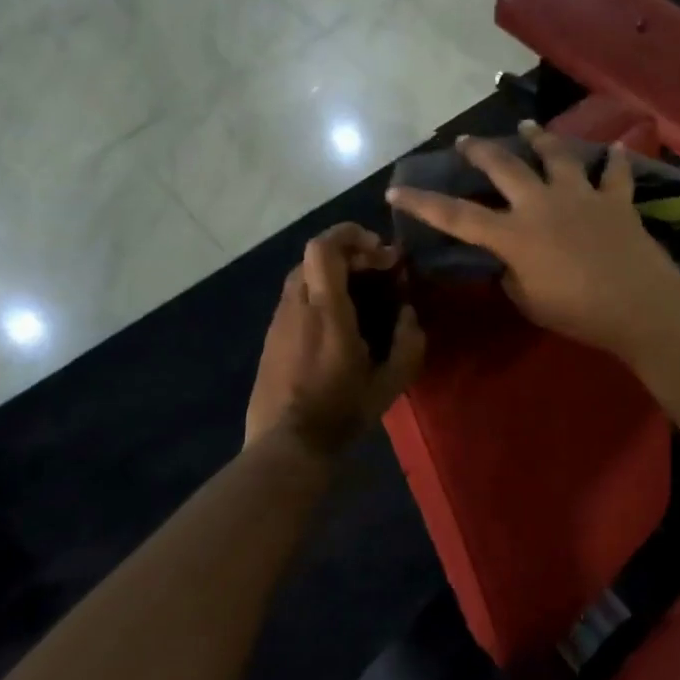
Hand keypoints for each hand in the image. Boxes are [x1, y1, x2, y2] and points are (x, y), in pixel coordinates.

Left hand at [245, 224, 425, 456]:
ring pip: (303, 277)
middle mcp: (296, 305)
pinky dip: (318, 296)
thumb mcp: (389, 383)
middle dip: (348, 255)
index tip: (380, 250)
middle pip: (314, 257)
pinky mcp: (270, 338)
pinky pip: (295, 300)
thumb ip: (408, 343)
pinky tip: (336, 327)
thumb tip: (408, 315)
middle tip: (376, 275)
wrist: (286, 445)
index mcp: (325, 309)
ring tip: (359, 300)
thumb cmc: (340, 412)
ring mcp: (278, 321)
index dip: (350, 234)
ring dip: (332, 277)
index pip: (324, 247)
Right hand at [385, 121, 679, 357]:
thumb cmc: (578, 313)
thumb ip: (511, 276)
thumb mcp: (529, 301)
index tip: (395, 190)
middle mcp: (541, 204)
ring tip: (527, 125)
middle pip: (503, 166)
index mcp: (513, 234)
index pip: (456, 215)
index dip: (423, 203)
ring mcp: (580, 196)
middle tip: (465, 141)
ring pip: (555, 155)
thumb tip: (508, 263)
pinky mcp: (615, 200)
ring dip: (538, 138)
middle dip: (479, 151)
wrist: (640, 306)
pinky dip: (615, 161)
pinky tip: (617, 148)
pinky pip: (615, 174)